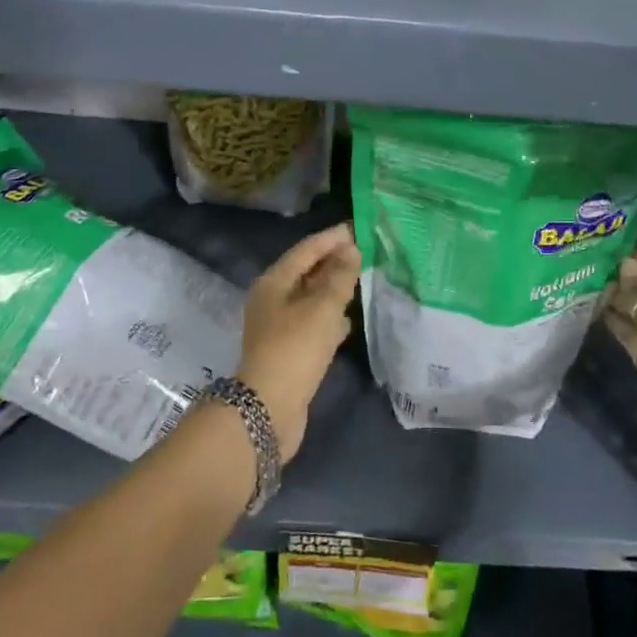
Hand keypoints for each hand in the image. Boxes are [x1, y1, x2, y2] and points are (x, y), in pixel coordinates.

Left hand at [237, 223, 360, 460]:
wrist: (270, 408)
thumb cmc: (295, 348)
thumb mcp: (322, 308)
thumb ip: (340, 277)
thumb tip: (351, 249)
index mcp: (274, 283)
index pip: (305, 250)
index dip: (332, 238)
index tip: (358, 228)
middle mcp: (272, 300)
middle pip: (306, 272)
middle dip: (334, 261)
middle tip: (366, 252)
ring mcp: (279, 326)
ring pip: (311, 298)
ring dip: (334, 289)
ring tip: (362, 280)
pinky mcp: (289, 350)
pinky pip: (313, 323)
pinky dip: (331, 317)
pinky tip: (350, 320)